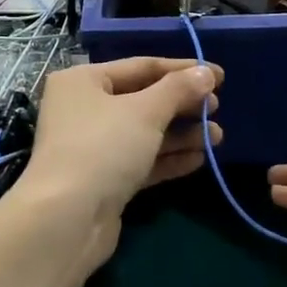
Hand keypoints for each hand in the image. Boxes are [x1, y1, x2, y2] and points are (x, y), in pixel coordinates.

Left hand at [10, 59, 222, 274]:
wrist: (67, 219)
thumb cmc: (103, 148)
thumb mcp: (145, 112)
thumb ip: (178, 89)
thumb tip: (206, 73)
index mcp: (83, 81)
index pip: (141, 66)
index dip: (182, 69)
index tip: (219, 75)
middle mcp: (84, 108)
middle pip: (143, 99)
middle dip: (182, 104)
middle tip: (217, 108)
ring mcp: (92, 146)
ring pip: (144, 133)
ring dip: (181, 133)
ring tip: (218, 136)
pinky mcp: (103, 179)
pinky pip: (141, 160)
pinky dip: (168, 158)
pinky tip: (199, 159)